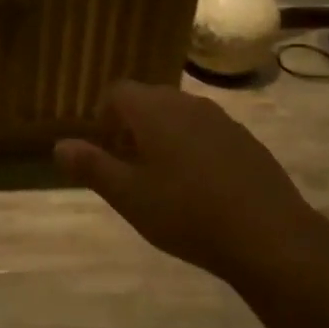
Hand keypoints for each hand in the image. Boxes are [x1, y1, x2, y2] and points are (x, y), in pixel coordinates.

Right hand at [54, 81, 314, 283]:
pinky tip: (200, 187)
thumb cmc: (187, 213)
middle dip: (132, 126)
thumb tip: (59, 146)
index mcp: (154, 110)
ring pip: (179, 115)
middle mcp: (186, 103)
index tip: (104, 148)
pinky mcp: (245, 140)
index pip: (117, 91)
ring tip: (162, 179)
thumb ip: (92, 166)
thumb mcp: (129, 196)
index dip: (103, 115)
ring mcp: (221, 119)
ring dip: (163, 136)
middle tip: (128, 166)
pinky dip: (193, 147)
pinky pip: (206, 132)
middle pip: (148, 100)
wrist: (269, 235)